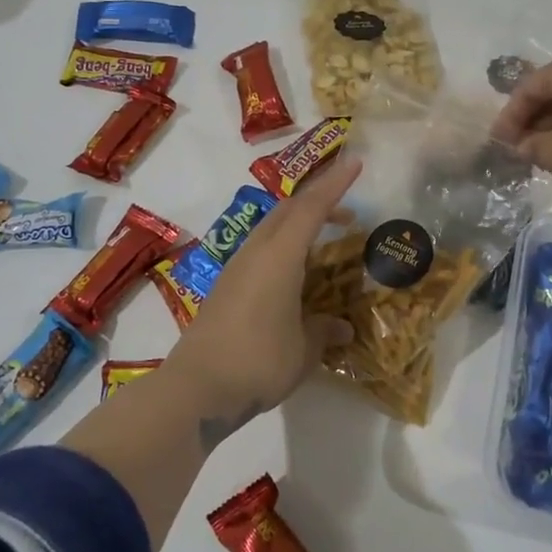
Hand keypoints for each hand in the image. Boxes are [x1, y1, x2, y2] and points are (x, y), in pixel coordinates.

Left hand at [163, 154, 360, 446]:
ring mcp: (235, 269)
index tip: (355, 163)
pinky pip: (259, 252)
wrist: (195, 388)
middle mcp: (255, 253)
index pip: (312, 208)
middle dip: (318, 202)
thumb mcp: (303, 350)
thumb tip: (341, 327)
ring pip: (270, 229)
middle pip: (287, 210)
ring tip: (322, 243)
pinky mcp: (224, 288)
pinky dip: (282, 249)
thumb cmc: (258, 361)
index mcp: (279, 256)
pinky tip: (293, 275)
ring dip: (297, 226)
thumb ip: (324, 331)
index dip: (335, 184)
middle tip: (346, 215)